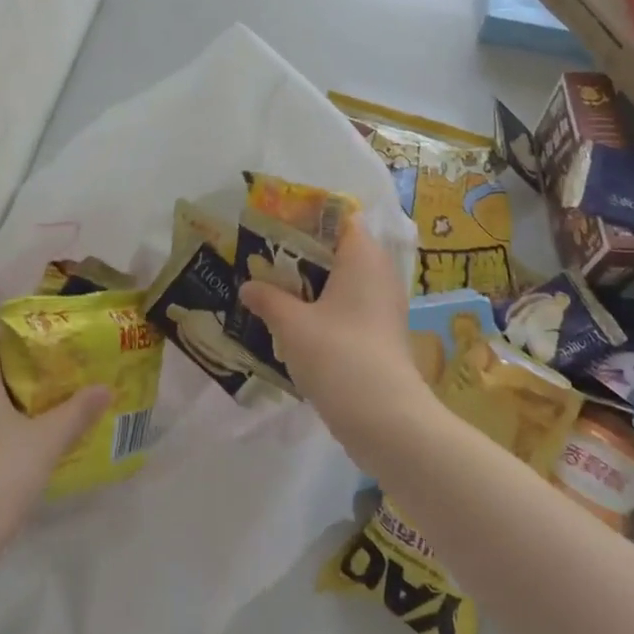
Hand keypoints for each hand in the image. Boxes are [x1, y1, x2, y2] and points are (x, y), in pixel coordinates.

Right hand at [240, 224, 430, 461]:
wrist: (385, 417)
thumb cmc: (337, 354)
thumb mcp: (292, 324)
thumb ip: (268, 299)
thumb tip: (247, 286)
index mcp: (362, 254)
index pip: (339, 216)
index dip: (308, 215)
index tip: (275, 222)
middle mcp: (379, 271)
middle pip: (339, 248)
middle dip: (303, 251)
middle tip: (265, 256)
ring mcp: (383, 303)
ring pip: (343, 279)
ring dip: (312, 282)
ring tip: (273, 287)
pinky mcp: (381, 331)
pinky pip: (350, 304)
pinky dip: (325, 306)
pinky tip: (296, 320)